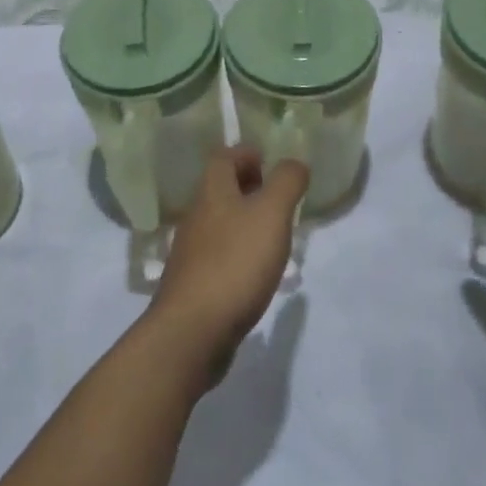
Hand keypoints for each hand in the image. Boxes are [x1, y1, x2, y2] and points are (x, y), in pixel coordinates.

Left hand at [148, 146, 306, 381]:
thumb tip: (294, 163)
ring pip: (220, 224)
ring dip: (245, 223)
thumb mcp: (271, 213)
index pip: (224, 157)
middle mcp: (196, 217)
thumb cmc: (235, 262)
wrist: (192, 331)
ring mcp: (191, 253)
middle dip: (249, 188)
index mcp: (212, 192)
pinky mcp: (194, 285)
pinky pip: (218, 256)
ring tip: (275, 237)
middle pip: (220, 190)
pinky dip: (238, 254)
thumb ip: (287, 182)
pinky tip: (256, 273)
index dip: (247, 154)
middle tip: (279, 201)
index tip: (271, 164)